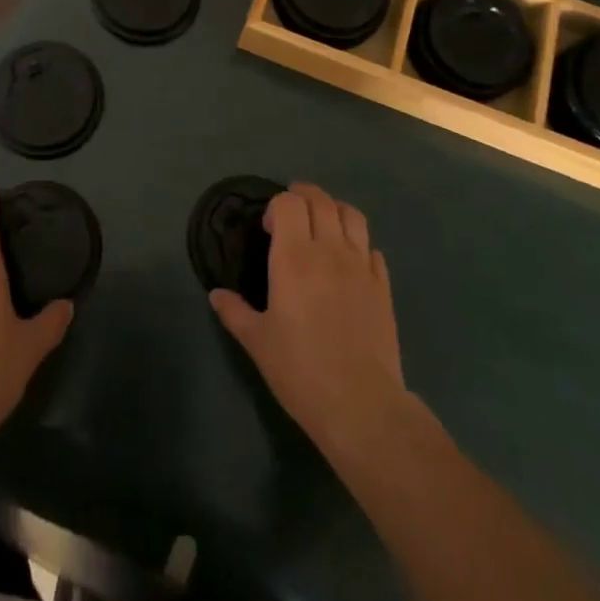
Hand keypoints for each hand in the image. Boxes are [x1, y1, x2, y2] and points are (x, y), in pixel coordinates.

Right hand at [209, 182, 406, 449]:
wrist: (360, 404)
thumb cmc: (300, 369)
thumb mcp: (257, 341)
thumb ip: (235, 312)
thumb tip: (216, 294)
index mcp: (294, 256)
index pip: (289, 203)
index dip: (278, 205)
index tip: (269, 229)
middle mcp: (329, 250)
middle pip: (321, 200)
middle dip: (304, 196)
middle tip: (292, 215)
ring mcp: (361, 266)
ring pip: (352, 215)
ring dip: (334, 211)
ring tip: (323, 226)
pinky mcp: (383, 286)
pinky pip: (372, 248)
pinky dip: (359, 245)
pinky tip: (350, 264)